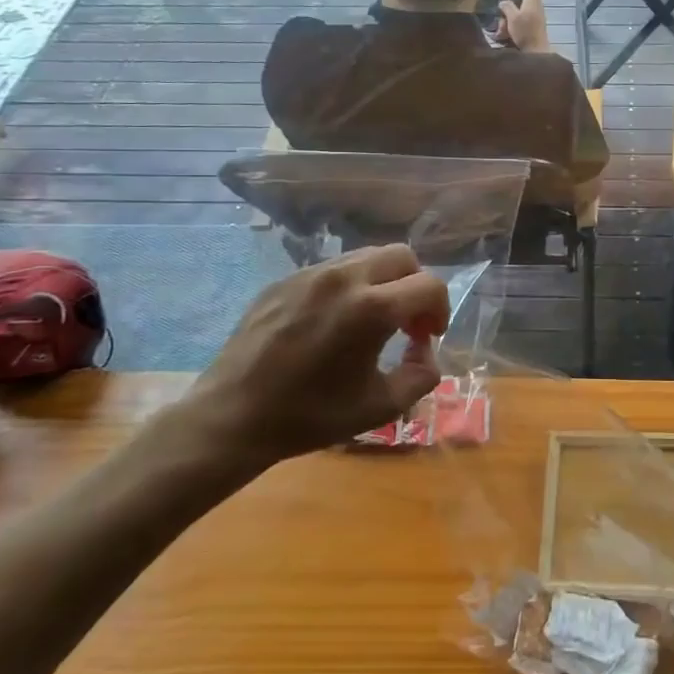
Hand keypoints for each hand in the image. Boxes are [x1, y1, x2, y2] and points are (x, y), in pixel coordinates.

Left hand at [143, 246, 449, 493]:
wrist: (233, 417)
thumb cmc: (310, 416)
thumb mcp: (381, 407)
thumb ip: (421, 375)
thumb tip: (426, 350)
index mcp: (372, 308)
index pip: (429, 286)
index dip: (440, 310)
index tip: (428, 337)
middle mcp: (344, 278)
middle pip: (402, 256)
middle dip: (415, 285)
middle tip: (407, 322)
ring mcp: (310, 274)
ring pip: (366, 256)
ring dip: (383, 282)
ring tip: (372, 320)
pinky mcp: (285, 280)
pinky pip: (333, 269)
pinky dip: (350, 286)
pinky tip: (334, 323)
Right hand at [499, 0, 548, 52]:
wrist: (536, 53)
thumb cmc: (526, 32)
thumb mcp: (512, 17)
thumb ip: (507, 7)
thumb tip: (503, 2)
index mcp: (533, 0)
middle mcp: (536, 7)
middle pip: (522, 0)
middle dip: (509, 6)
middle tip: (499, 12)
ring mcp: (535, 19)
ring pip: (518, 14)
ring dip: (507, 21)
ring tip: (500, 31)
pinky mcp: (532, 29)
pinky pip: (519, 24)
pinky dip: (511, 28)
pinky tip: (503, 37)